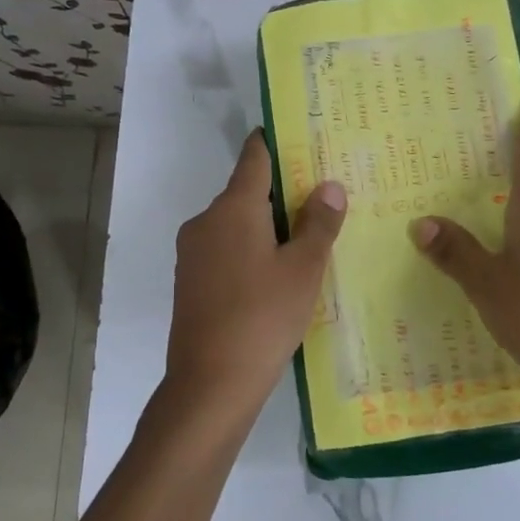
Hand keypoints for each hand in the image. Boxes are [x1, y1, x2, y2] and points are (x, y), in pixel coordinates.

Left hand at [158, 130, 346, 433]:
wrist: (211, 383)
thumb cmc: (263, 316)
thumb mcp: (303, 269)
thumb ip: (318, 223)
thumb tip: (329, 186)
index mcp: (233, 208)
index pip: (255, 157)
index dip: (276, 143)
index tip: (300, 137)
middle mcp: (206, 221)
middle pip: (246, 192)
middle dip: (281, 192)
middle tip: (322, 198)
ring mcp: (193, 253)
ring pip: (236, 225)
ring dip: (266, 225)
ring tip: (306, 239)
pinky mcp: (190, 281)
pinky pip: (225, 250)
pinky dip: (250, 250)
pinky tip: (275, 275)